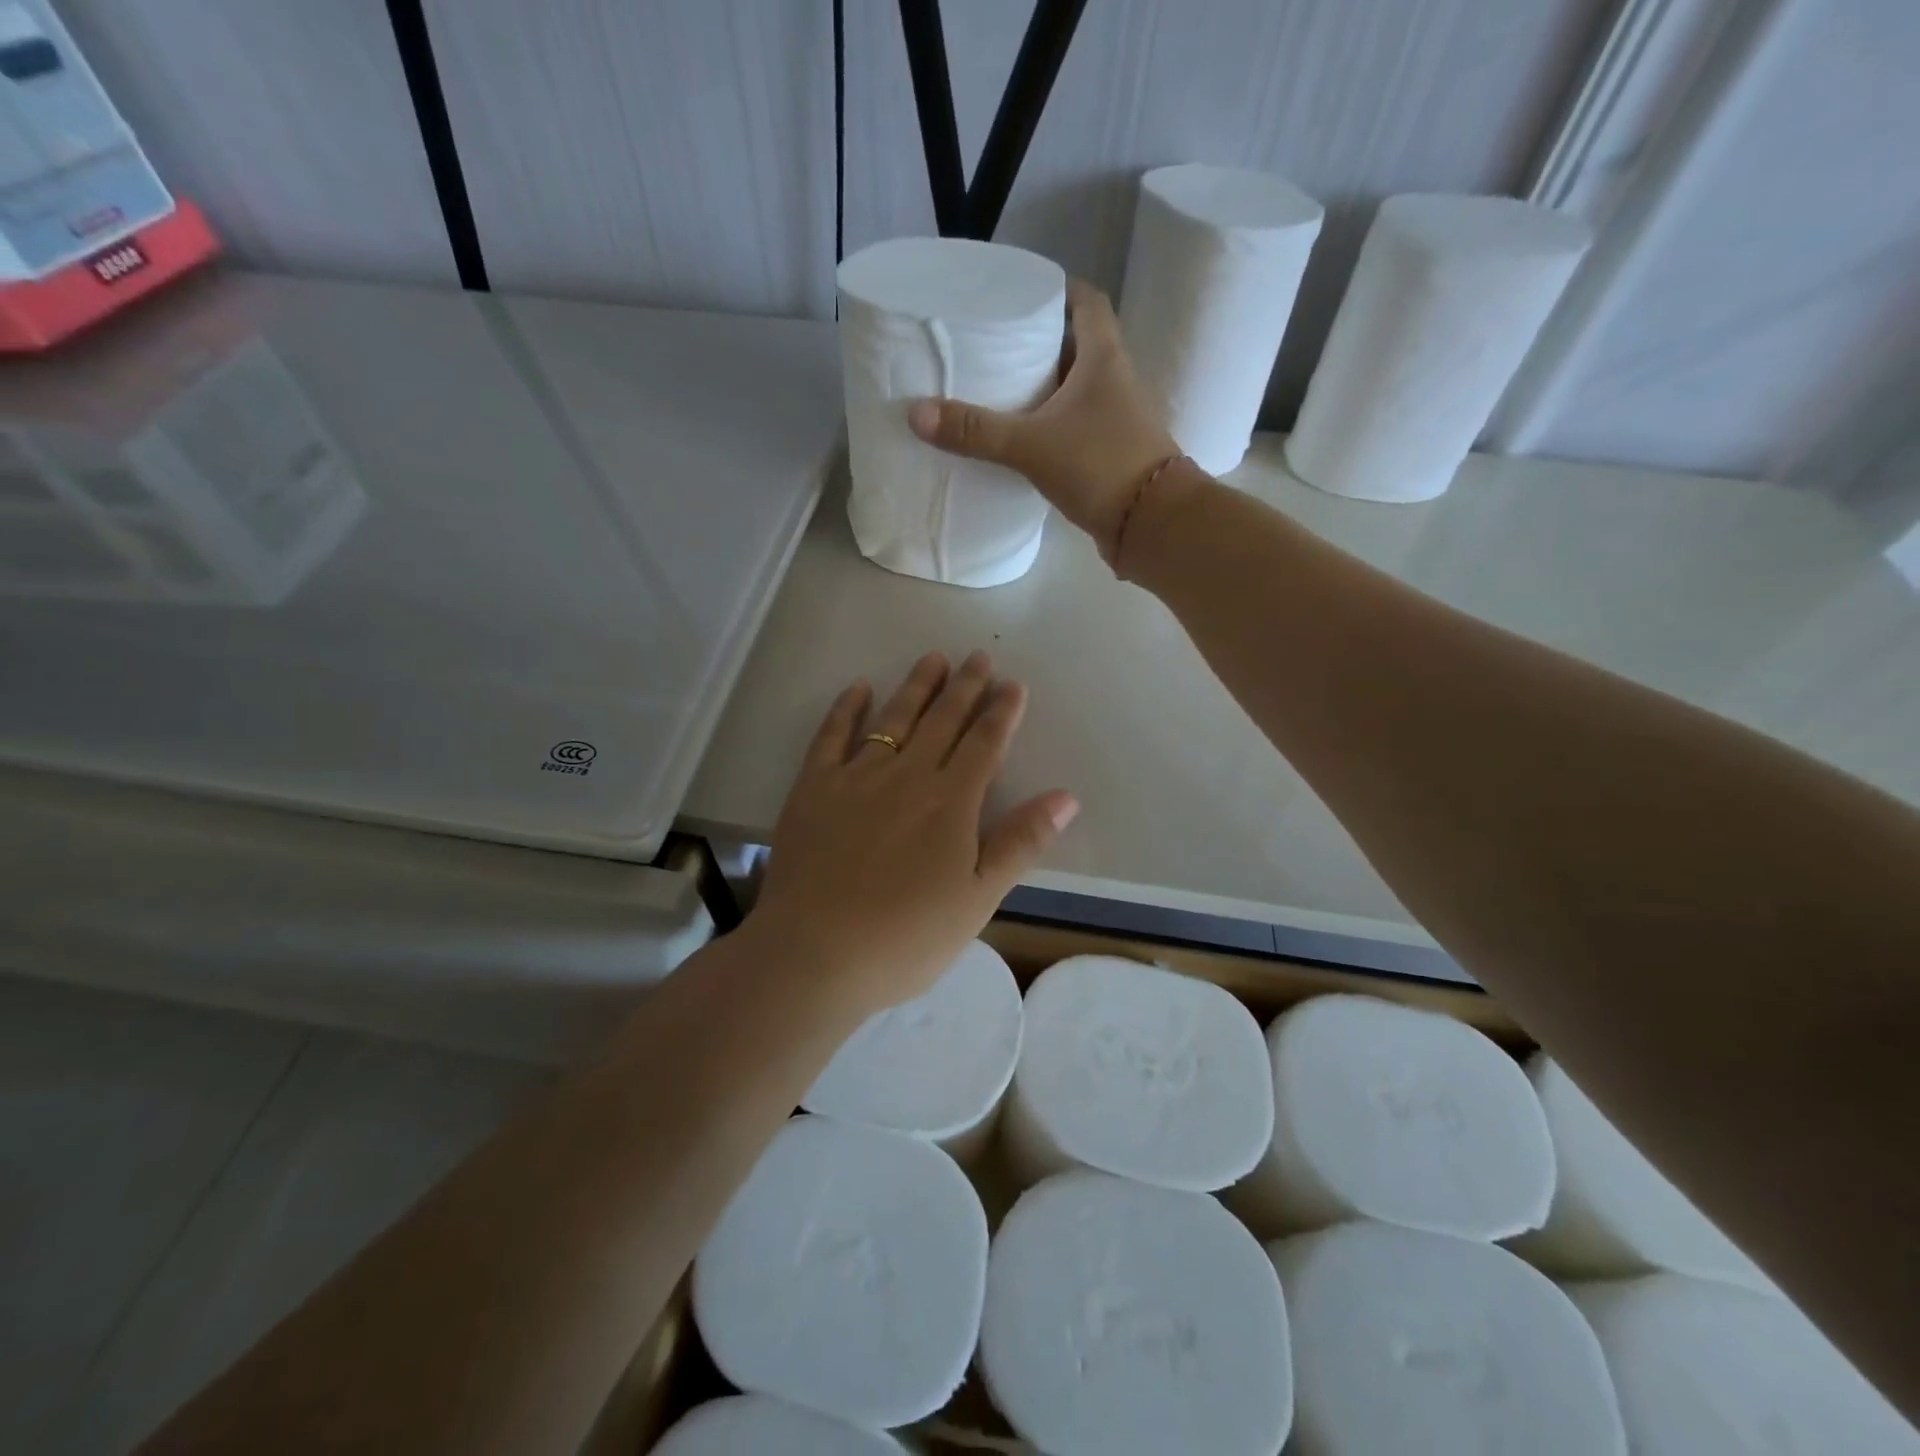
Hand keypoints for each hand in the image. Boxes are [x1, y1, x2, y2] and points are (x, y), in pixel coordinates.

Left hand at [749, 651, 1078, 1014]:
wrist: (815, 954)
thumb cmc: (906, 937)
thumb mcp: (978, 899)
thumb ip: (1021, 843)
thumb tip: (1066, 796)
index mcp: (951, 802)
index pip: (984, 744)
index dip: (1001, 712)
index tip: (1013, 684)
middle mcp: (907, 775)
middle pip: (942, 721)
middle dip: (965, 686)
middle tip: (978, 657)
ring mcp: (856, 777)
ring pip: (894, 718)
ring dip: (917, 686)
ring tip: (934, 658)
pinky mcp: (813, 787)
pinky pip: (831, 735)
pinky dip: (847, 708)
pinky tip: (859, 688)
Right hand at [907, 279, 1179, 560]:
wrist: (1153, 525)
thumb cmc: (1100, 466)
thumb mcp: (1032, 445)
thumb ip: (976, 431)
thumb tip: (916, 414)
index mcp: (1104, 359)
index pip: (1087, 303)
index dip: (1060, 291)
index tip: (1024, 293)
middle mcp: (1115, 382)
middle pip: (1078, 346)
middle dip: (1041, 342)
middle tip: (997, 343)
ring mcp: (1116, 421)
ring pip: (1076, 391)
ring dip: (1045, 388)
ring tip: (1000, 389)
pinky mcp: (1111, 456)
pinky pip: (1076, 428)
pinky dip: (1051, 427)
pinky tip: (1022, 440)